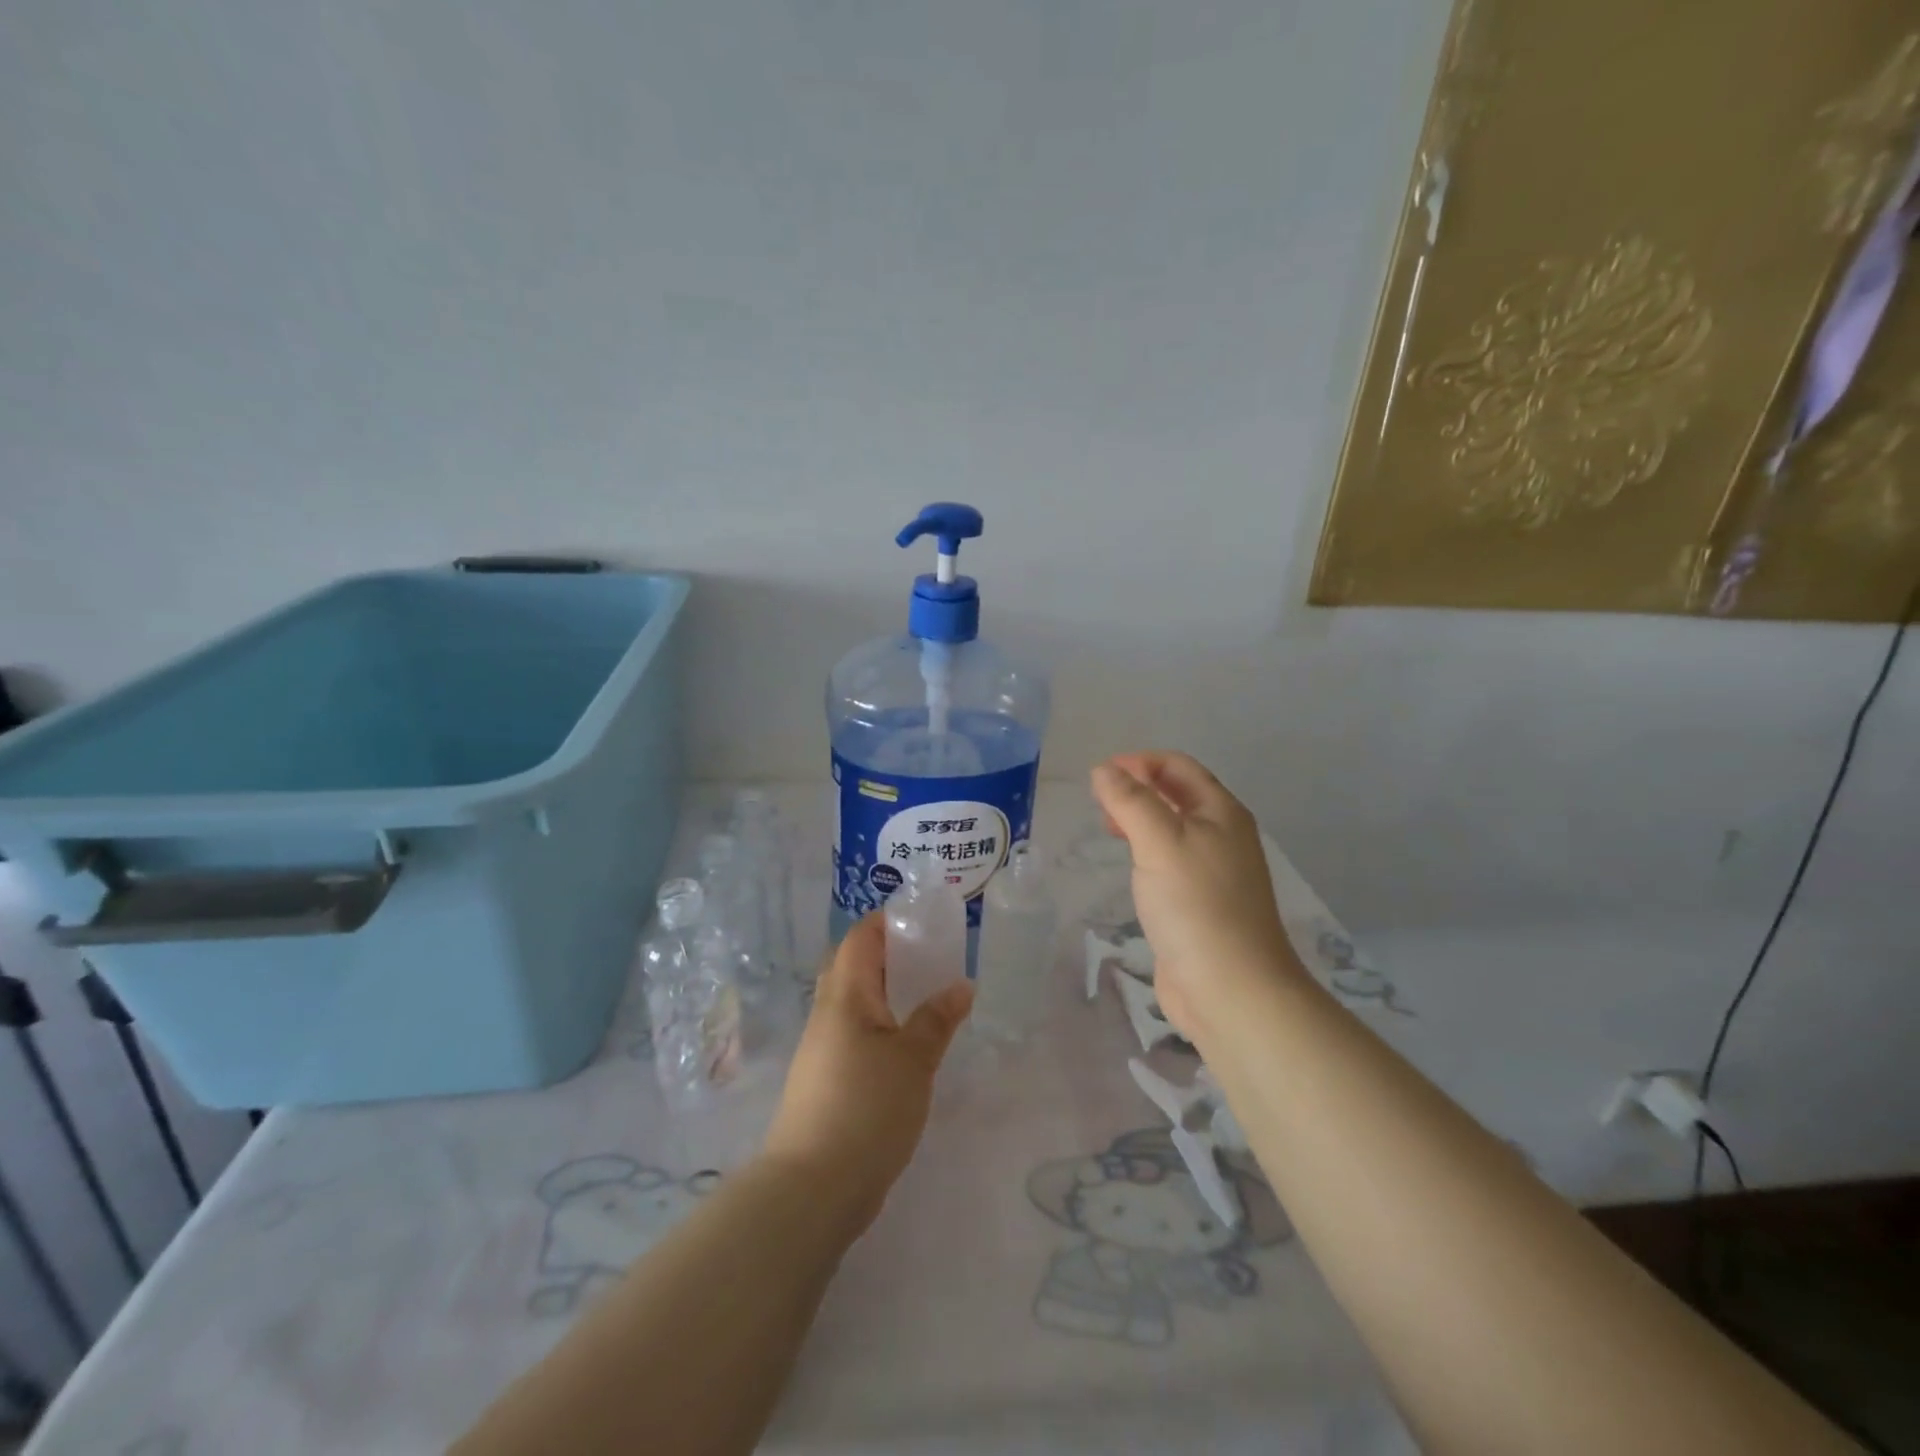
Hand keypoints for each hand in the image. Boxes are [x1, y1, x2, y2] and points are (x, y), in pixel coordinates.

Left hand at [762, 914, 972, 1234]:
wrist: (813, 1186)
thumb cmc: (866, 1108)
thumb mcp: (914, 1060)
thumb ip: (937, 1019)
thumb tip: (961, 986)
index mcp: (845, 995)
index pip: (859, 937)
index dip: (887, 921)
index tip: (922, 920)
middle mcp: (827, 1013)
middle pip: (851, 964)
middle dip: (887, 953)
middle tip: (928, 956)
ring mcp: (821, 1048)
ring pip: (852, 1001)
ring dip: (883, 990)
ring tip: (924, 995)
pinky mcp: (824, 1079)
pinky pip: (852, 1032)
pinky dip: (879, 1023)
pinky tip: (906, 1043)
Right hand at [1090, 751, 1302, 1045]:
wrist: (1231, 989)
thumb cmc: (1197, 906)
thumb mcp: (1160, 842)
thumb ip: (1131, 801)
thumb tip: (1104, 770)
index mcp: (1221, 812)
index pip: (1178, 767)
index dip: (1138, 762)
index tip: (1099, 776)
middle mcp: (1223, 836)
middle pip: (1177, 795)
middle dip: (1137, 789)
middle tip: (1099, 804)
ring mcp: (1214, 872)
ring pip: (1172, 829)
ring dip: (1140, 820)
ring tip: (1107, 830)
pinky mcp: (1201, 904)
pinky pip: (1170, 862)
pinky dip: (1146, 852)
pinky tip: (1130, 868)